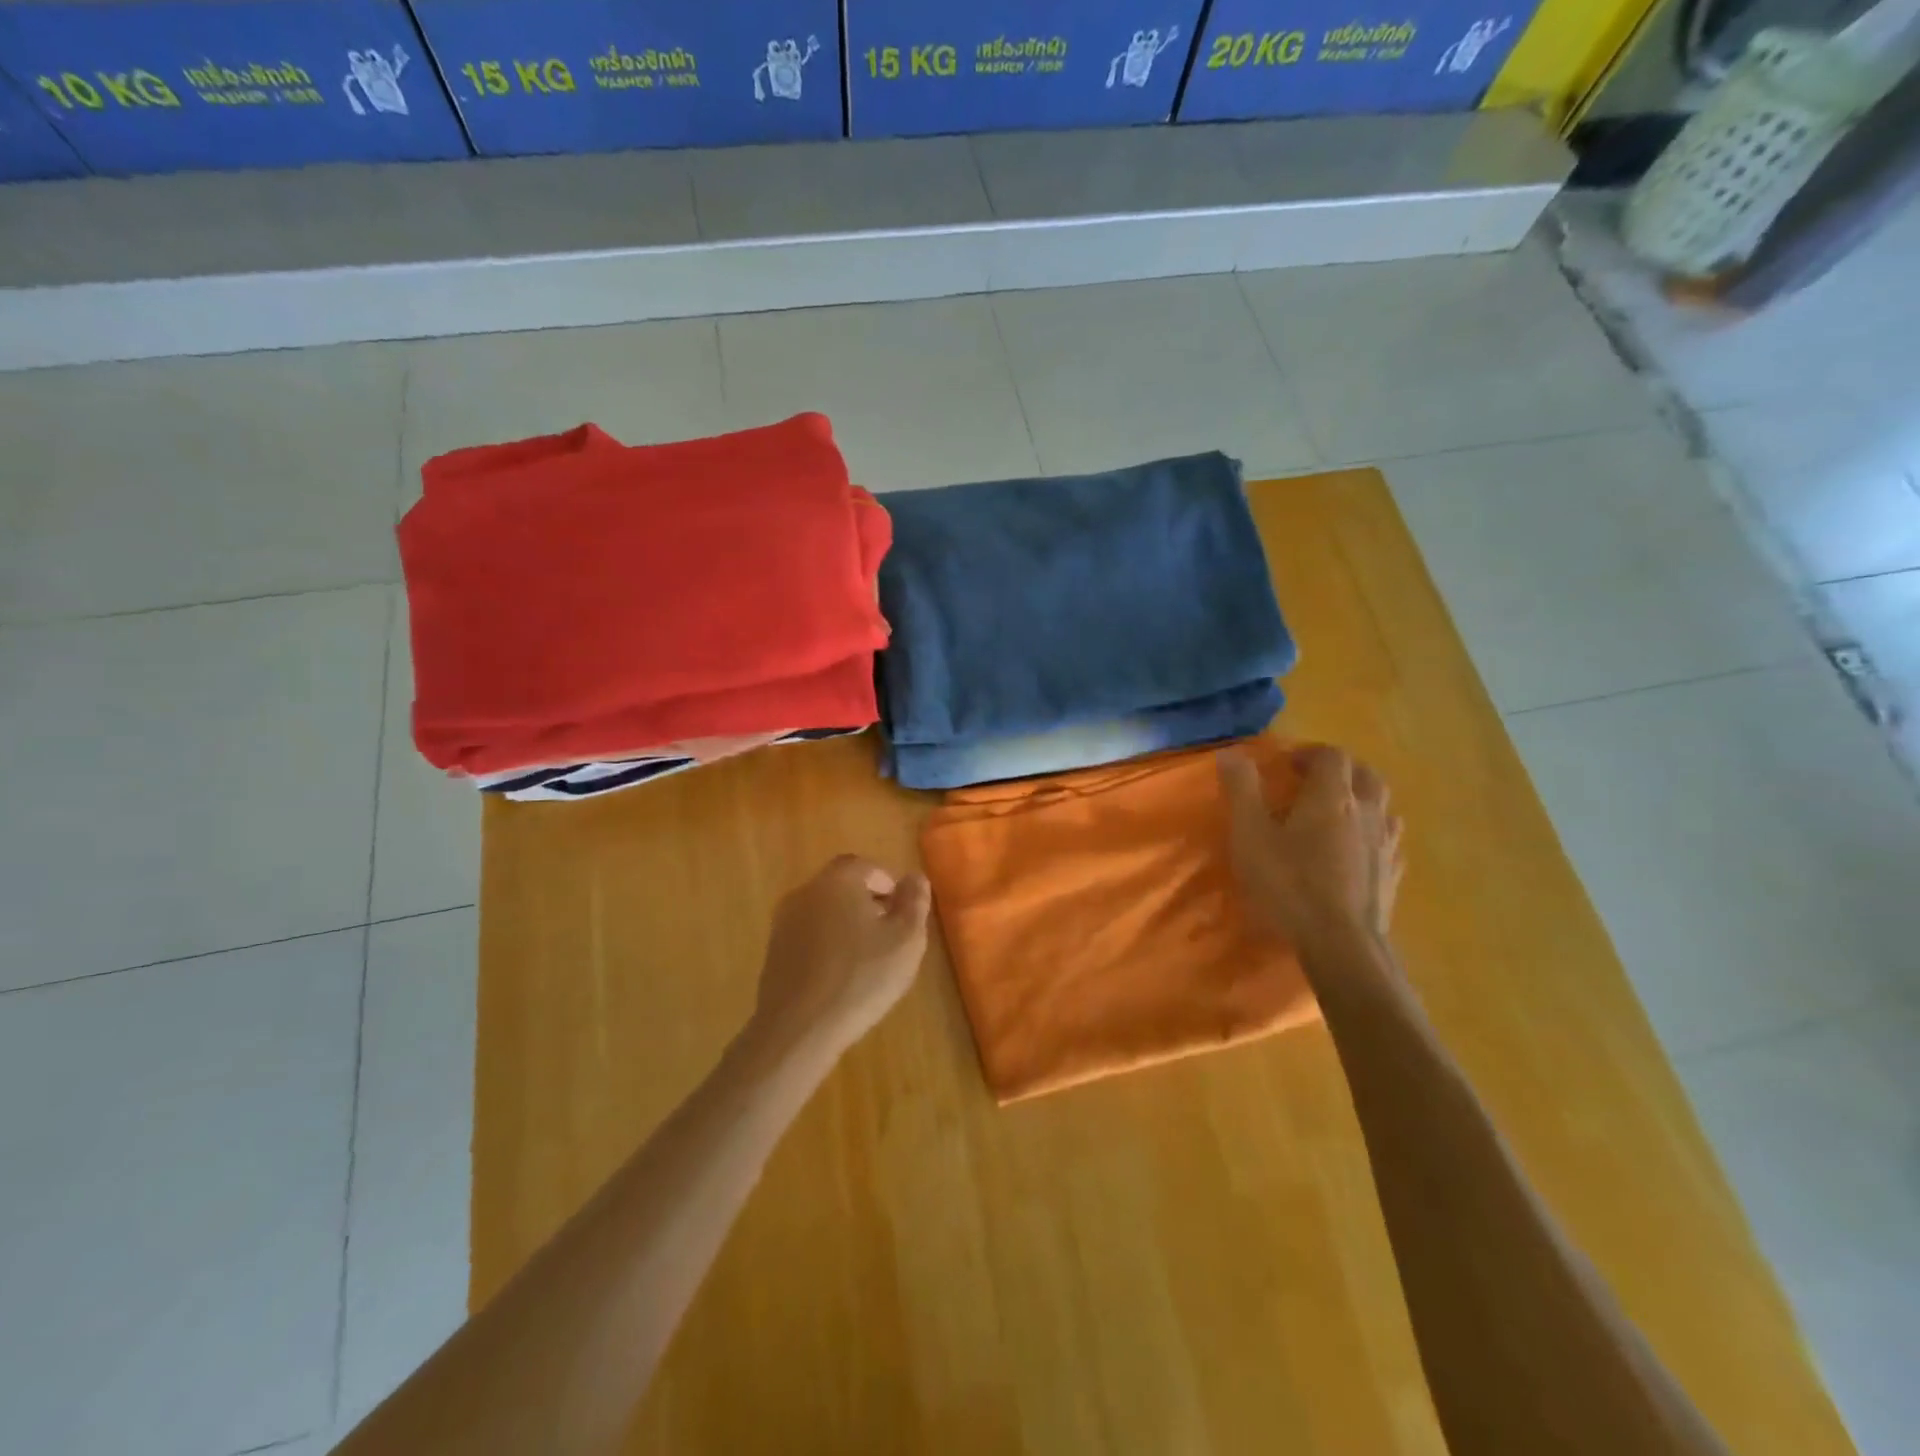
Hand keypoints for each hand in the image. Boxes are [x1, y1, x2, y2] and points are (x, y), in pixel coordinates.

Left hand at [750, 855, 931, 1058]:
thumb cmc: (860, 978)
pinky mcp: (774, 951)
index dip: (888, 884)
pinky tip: (840, 975)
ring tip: (867, 957)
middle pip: (842, 885)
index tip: (902, 912)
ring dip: (846, 924)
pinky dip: (826, 944)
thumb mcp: (905, 940)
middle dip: (867, 902)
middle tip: (889, 933)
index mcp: (838, 880)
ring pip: (823, 910)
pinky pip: (808, 935)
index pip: (866, 866)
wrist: (798, 1028)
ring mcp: (784, 922)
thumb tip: (915, 877)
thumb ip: (914, 902)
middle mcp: (806, 892)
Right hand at [1219, 746, 1403, 952]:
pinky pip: (1388, 841)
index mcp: (1332, 796)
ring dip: (1361, 800)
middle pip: (1365, 775)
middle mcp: (1367, 812)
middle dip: (1341, 771)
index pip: (1332, 756)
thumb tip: (1232, 753)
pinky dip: (1373, 834)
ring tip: (1337, 814)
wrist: (1341, 944)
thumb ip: (1242, 790)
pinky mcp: (1393, 875)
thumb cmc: (1289, 884)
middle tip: (1313, 782)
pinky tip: (1359, 850)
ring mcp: (1386, 845)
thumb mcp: (1250, 835)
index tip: (1286, 765)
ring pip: (1383, 806)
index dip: (1309, 753)